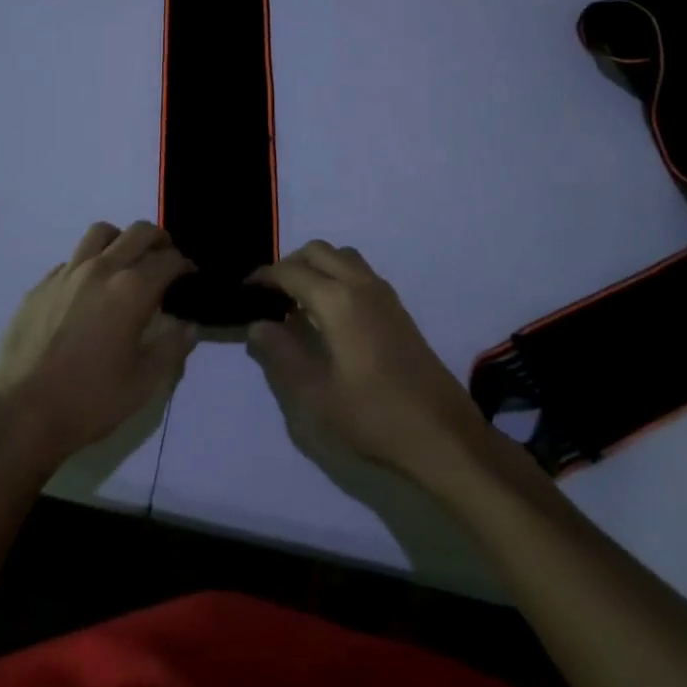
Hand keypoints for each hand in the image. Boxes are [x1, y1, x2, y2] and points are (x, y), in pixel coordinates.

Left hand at [0, 221, 197, 472]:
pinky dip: (89, 264)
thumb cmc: (89, 400)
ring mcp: (66, 274)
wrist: (21, 413)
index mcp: (131, 290)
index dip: (185, 265)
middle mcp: (100, 269)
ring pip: (100, 233)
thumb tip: (189, 325)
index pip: (168, 260)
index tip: (190, 276)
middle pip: (138, 233)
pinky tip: (88, 293)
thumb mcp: (143, 383)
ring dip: (121, 240)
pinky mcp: (40, 285)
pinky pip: (72, 260)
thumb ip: (171, 348)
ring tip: (126, 263)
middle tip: (166, 260)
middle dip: (159, 240)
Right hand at [247, 241, 513, 490]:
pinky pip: (359, 273)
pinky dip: (337, 276)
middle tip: (271, 295)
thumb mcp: (316, 394)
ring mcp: (384, 295)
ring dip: (316, 266)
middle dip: (290, 264)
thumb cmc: (374, 415)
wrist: (442, 434)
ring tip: (298, 300)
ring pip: (342, 257)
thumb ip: (282, 354)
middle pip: (318, 251)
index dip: (263, 277)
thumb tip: (257, 325)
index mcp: (338, 300)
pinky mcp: (398, 309)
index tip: (244, 290)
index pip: (291, 272)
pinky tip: (330, 313)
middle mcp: (361, 285)